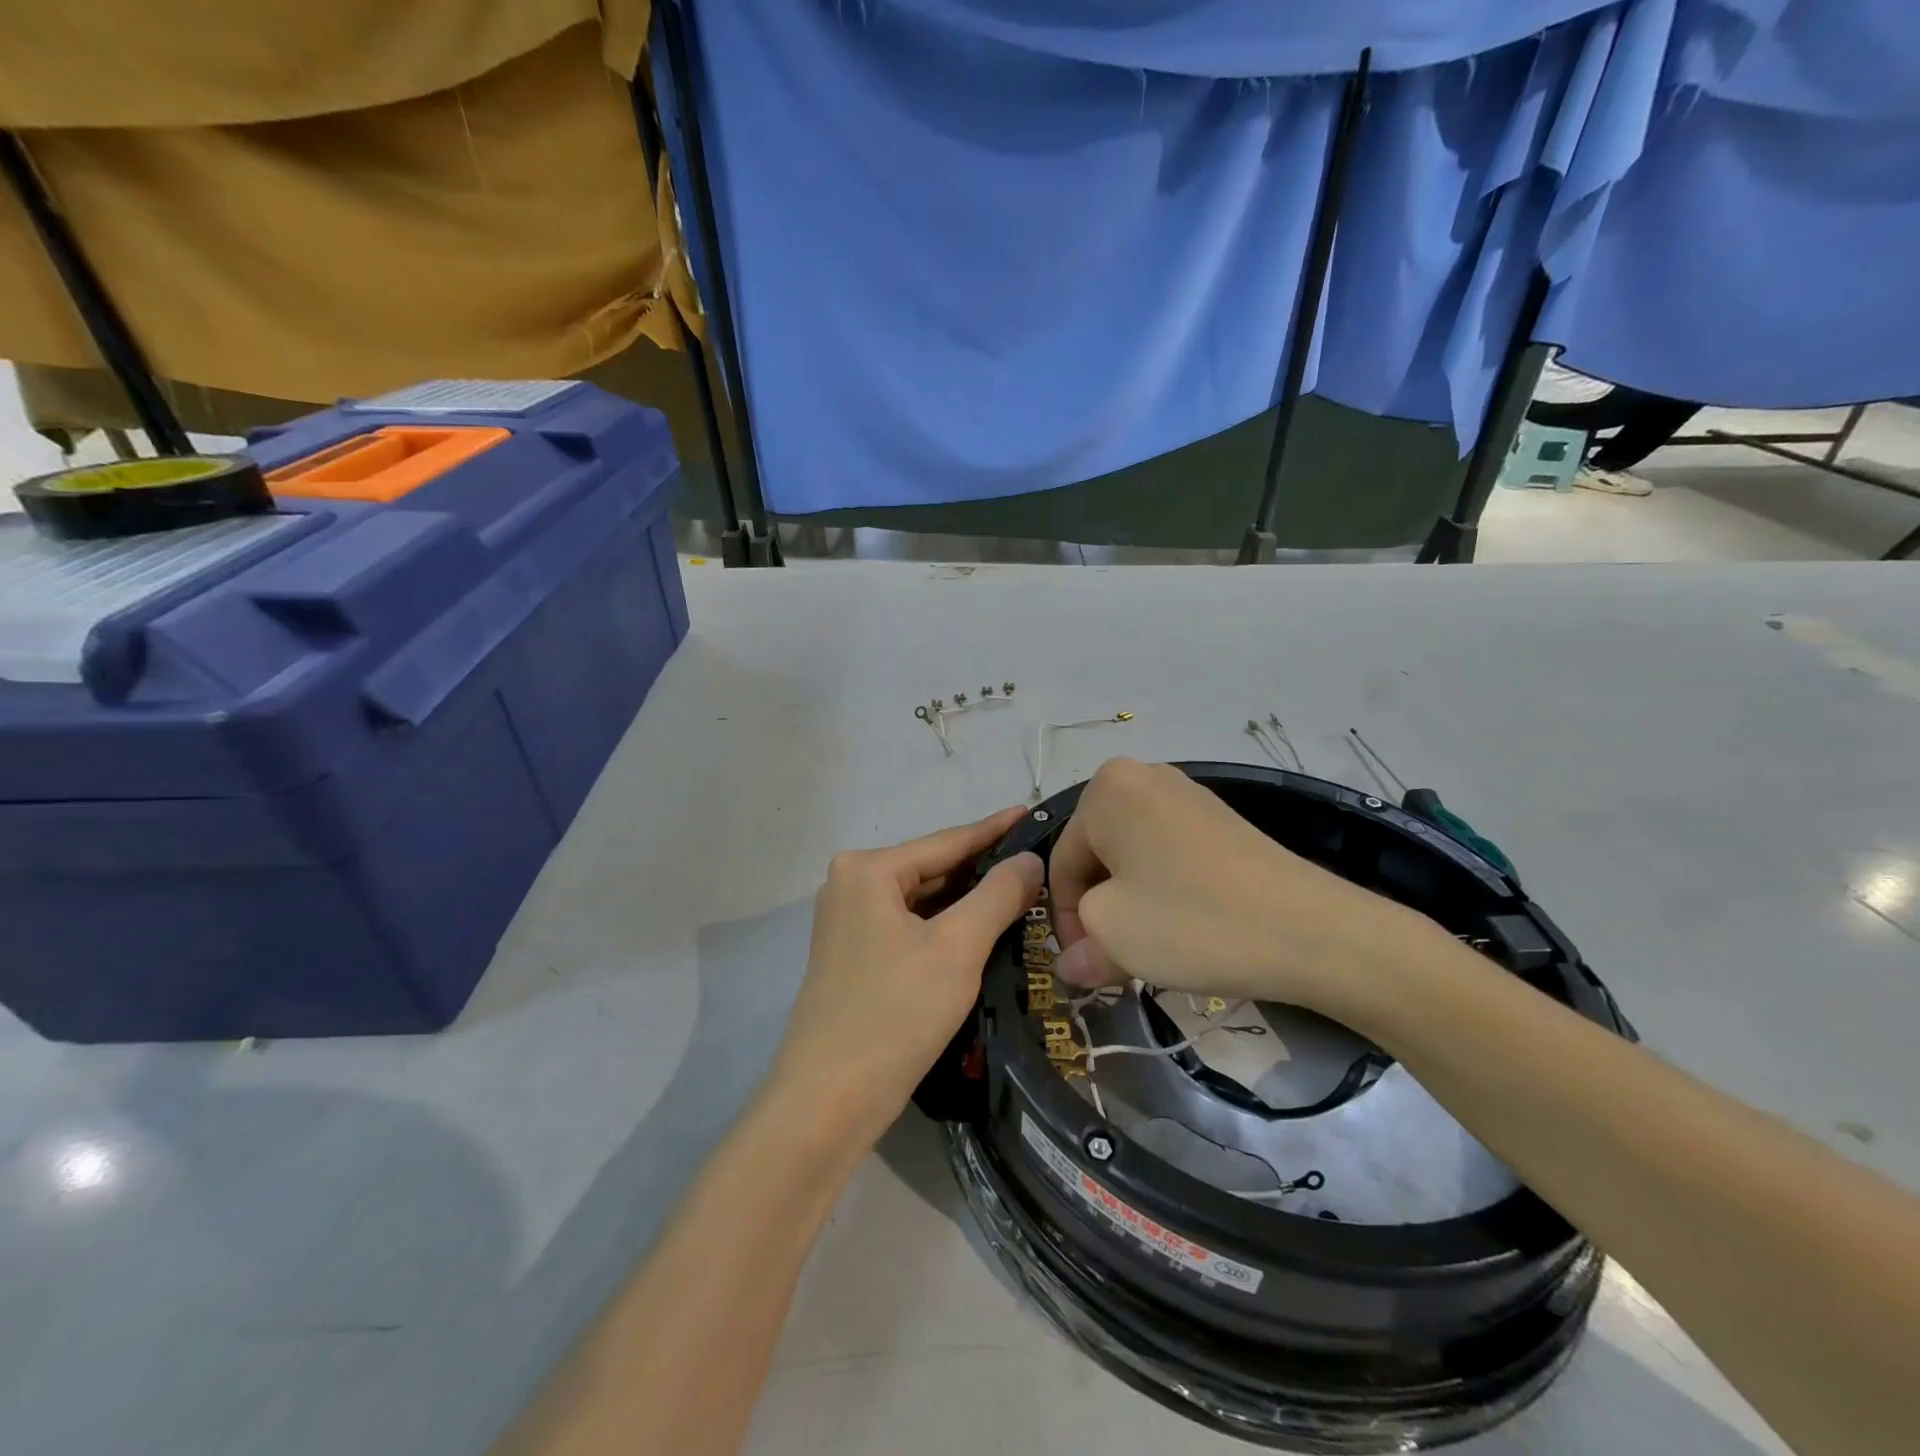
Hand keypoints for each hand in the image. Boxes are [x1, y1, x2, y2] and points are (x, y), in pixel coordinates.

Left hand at [769, 807, 1042, 1148]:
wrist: (828, 1101)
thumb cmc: (895, 1013)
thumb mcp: (957, 948)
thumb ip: (998, 895)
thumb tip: (1030, 859)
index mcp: (867, 869)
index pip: (947, 841)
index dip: (995, 830)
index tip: (1031, 812)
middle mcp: (850, 884)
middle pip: (933, 868)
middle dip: (984, 869)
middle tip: (1038, 863)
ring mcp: (848, 921)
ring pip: (923, 900)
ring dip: (968, 900)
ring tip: (1022, 892)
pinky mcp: (854, 955)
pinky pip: (910, 926)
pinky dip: (945, 926)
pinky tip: (982, 929)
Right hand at [1049, 758, 1437, 1020]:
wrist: (1310, 931)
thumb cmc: (1191, 921)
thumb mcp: (1115, 938)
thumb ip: (1079, 948)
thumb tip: (1072, 965)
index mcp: (1105, 789)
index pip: (1060, 862)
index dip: (1064, 920)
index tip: (1083, 965)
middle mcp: (1142, 777)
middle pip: (1097, 856)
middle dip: (1098, 911)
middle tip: (1113, 960)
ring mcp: (1187, 795)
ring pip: (1133, 859)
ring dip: (1130, 905)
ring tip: (1150, 948)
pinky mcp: (1221, 821)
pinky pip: (1170, 856)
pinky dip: (1164, 893)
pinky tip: (1184, 928)